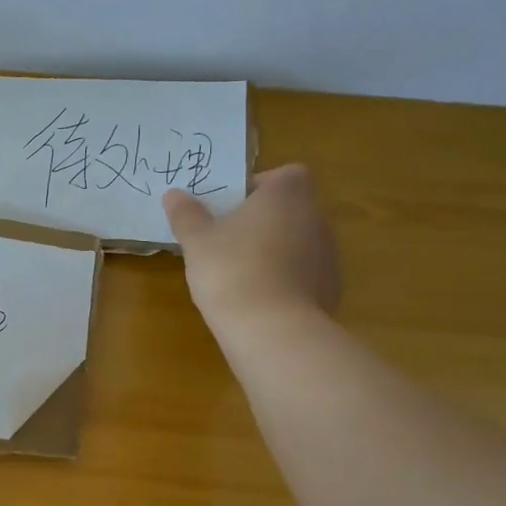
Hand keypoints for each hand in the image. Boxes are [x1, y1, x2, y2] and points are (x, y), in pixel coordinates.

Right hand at [162, 164, 341, 331]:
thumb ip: (186, 214)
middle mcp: (316, 216)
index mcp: (287, 194)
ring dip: (275, 251)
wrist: (272, 330)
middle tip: (227, 241)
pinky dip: (286, 280)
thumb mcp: (196, 240)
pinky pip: (305, 274)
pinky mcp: (332, 288)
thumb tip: (174, 194)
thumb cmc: (231, 270)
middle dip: (263, 221)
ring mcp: (329, 254)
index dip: (258, 187)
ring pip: (298, 242)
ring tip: (241, 274)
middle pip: (290, 209)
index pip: (283, 175)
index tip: (231, 208)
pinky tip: (260, 300)